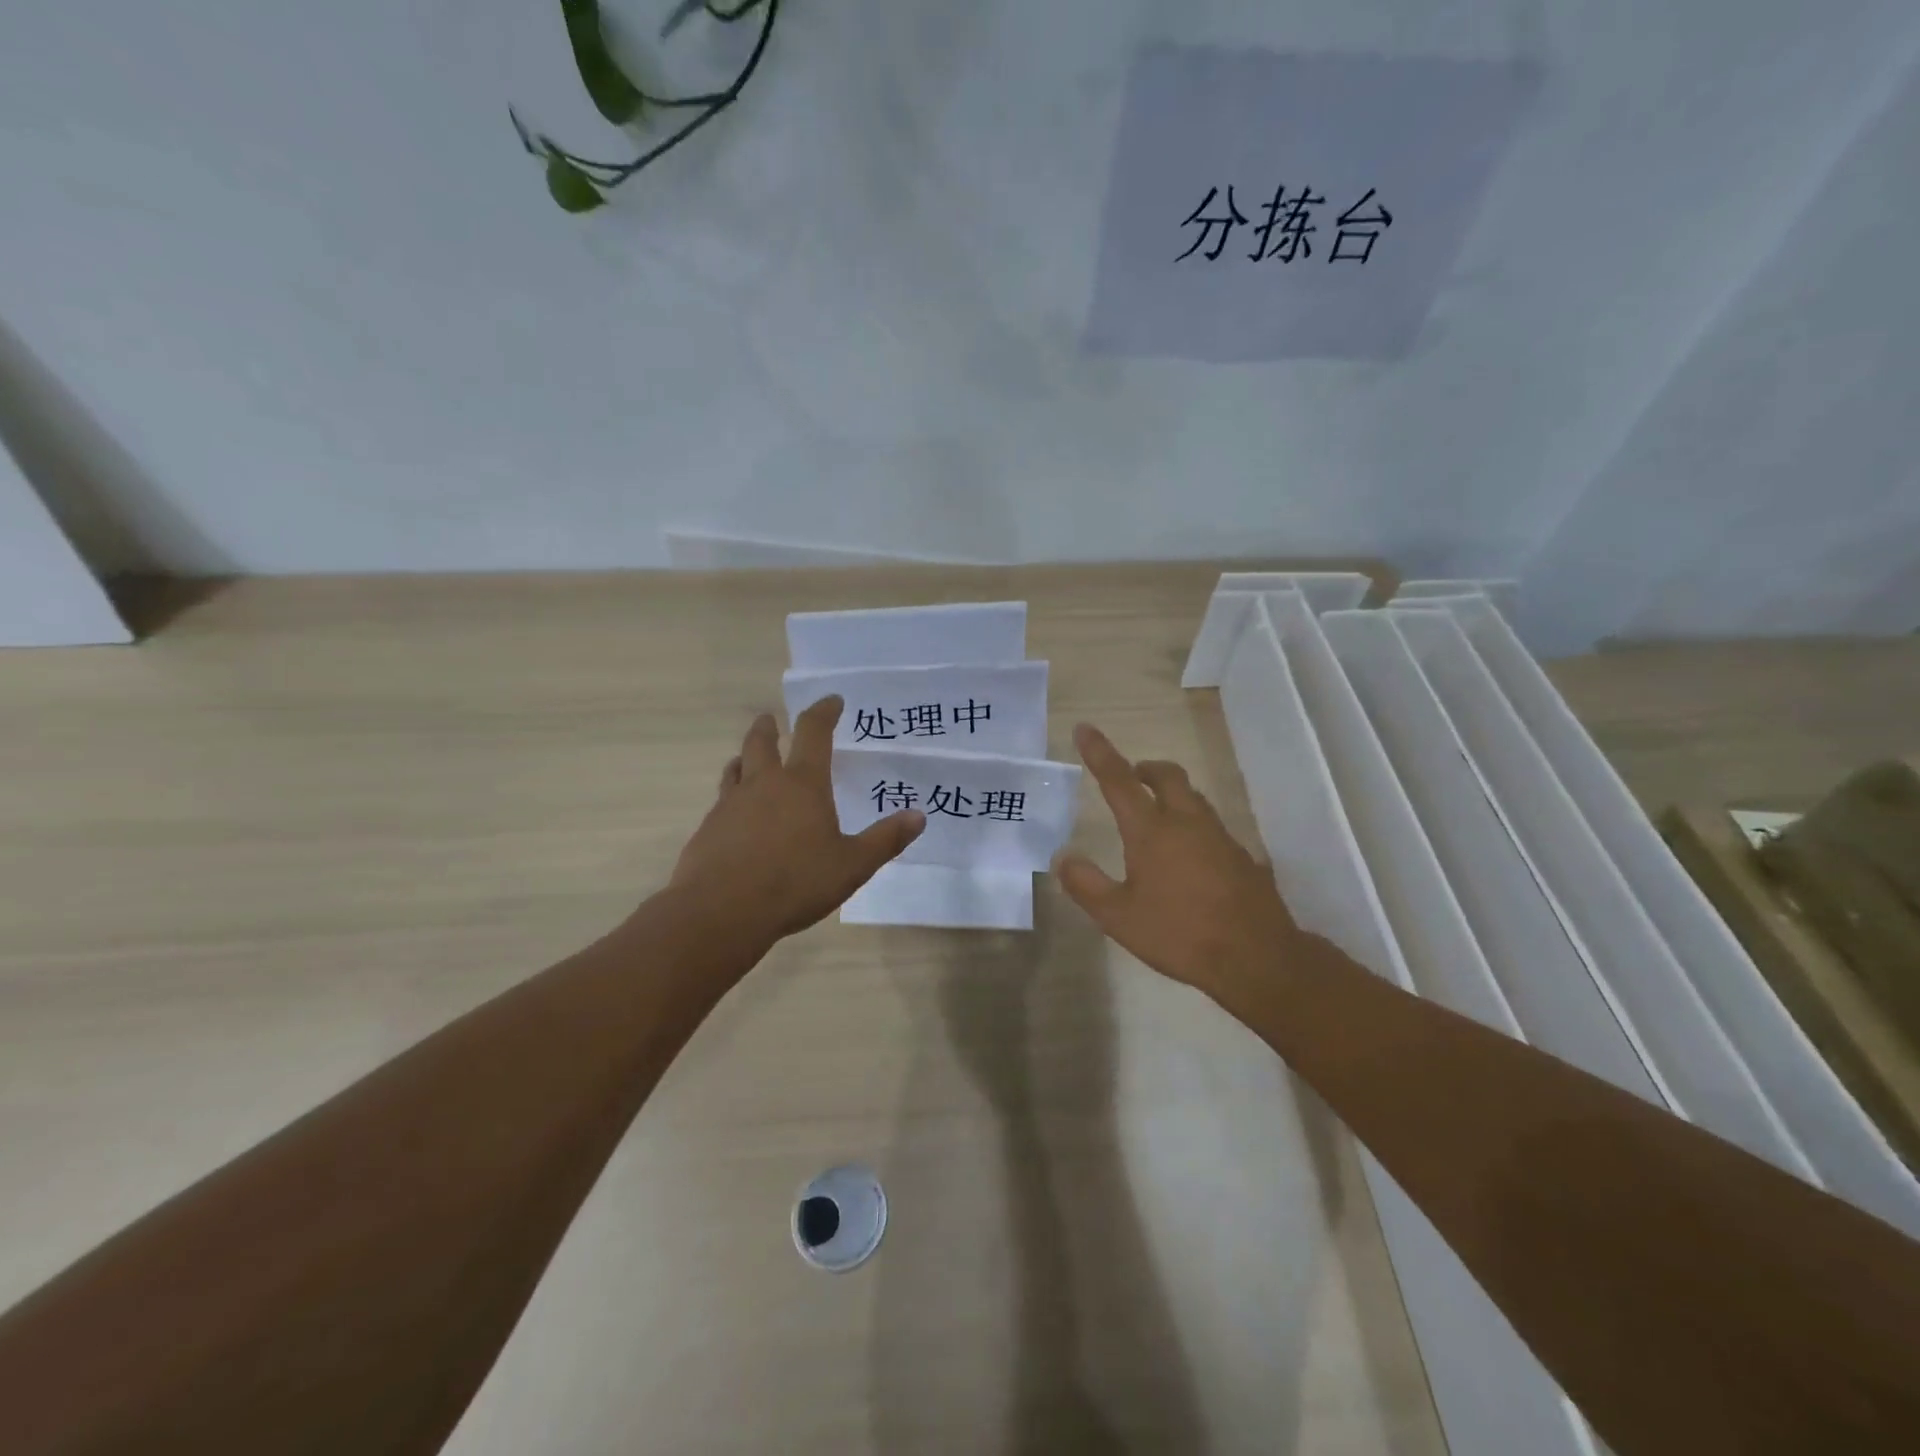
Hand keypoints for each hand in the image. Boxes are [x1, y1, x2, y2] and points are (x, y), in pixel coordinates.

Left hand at [670, 697, 925, 943]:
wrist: (722, 911)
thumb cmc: (796, 882)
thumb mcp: (852, 865)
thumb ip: (885, 840)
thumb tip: (918, 816)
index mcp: (803, 784)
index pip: (814, 733)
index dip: (823, 712)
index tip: (831, 701)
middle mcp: (764, 784)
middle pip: (761, 742)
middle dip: (769, 727)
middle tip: (771, 719)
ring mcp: (730, 805)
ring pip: (735, 769)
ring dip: (744, 759)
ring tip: (747, 761)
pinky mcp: (708, 829)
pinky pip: (721, 802)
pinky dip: (731, 798)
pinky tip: (736, 817)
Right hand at [1054, 724, 1298, 1001]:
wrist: (1256, 957)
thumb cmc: (1179, 934)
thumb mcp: (1119, 917)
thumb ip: (1086, 884)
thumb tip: (1062, 857)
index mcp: (1152, 831)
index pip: (1119, 781)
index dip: (1100, 753)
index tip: (1086, 729)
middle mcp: (1187, 823)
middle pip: (1168, 776)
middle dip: (1145, 769)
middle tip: (1131, 776)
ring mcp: (1220, 837)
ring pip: (1193, 798)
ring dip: (1171, 793)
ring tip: (1157, 814)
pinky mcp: (1242, 856)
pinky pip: (1212, 826)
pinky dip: (1194, 824)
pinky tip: (1190, 855)